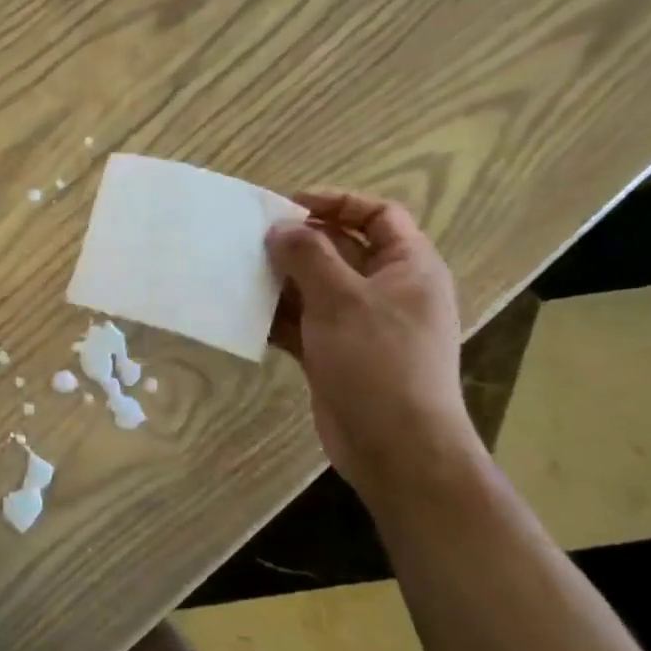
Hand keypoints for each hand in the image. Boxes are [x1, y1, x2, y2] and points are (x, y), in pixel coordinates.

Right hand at [266, 190, 481, 492]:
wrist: (396, 447)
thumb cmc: (378, 361)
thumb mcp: (342, 299)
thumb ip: (308, 255)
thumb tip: (281, 227)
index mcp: (409, 267)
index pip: (378, 215)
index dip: (337, 203)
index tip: (289, 205)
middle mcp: (388, 291)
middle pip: (341, 250)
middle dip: (299, 243)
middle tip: (252, 241)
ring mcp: (362, 325)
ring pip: (317, 288)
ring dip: (282, 281)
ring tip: (240, 274)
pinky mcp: (337, 354)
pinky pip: (304, 323)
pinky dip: (279, 317)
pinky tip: (246, 315)